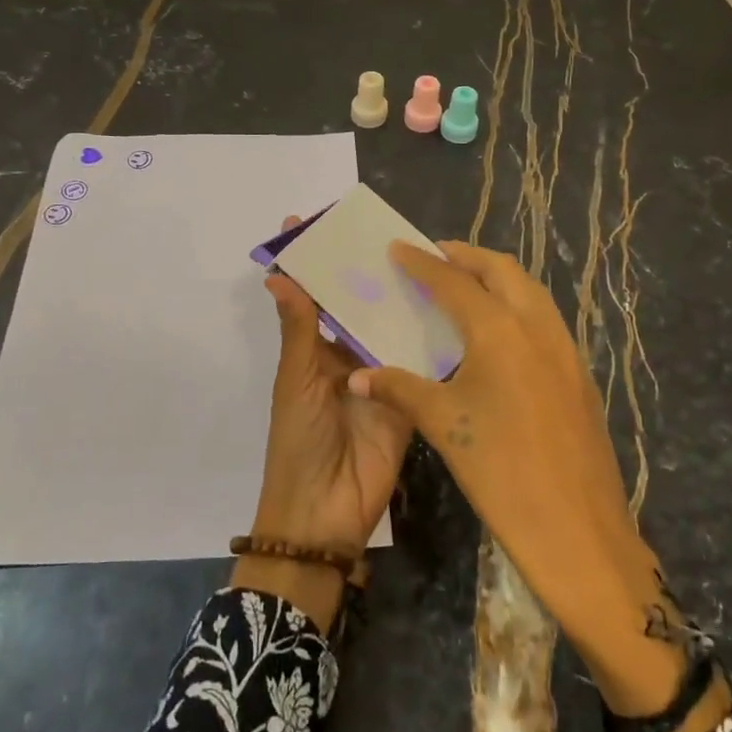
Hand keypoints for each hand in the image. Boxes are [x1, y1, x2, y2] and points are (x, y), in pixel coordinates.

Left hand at [235, 219, 410, 631]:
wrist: (327, 512)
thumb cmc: (299, 442)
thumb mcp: (297, 382)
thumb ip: (299, 330)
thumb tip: (277, 276)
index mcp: (315, 349)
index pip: (314, 296)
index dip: (313, 262)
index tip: (316, 220)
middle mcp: (349, 354)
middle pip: (359, 305)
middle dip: (368, 271)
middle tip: (392, 229)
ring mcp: (382, 374)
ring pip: (393, 326)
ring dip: (403, 298)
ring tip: (428, 255)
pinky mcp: (411, 395)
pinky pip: (422, 361)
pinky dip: (432, 336)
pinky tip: (454, 303)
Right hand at [348, 242, 725, 731]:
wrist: (578, 530)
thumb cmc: (501, 472)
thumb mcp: (444, 425)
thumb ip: (399, 389)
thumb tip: (356, 378)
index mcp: (500, 331)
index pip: (454, 282)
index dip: (423, 263)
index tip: (399, 247)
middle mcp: (538, 327)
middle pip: (503, 271)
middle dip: (467, 256)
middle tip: (435, 256)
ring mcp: (566, 350)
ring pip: (531, 292)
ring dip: (497, 278)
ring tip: (465, 285)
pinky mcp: (579, 374)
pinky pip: (545, 320)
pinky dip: (518, 307)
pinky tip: (498, 334)